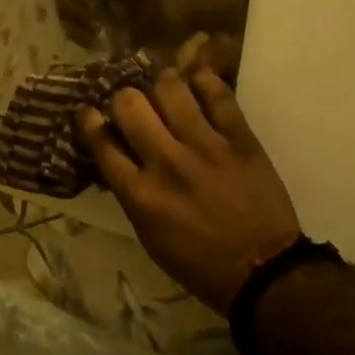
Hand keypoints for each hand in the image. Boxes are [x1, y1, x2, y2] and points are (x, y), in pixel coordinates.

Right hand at [77, 69, 299, 313]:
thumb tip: (118, 154)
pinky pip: (218, 94)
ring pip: (170, 88)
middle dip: (124, 99)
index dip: (90, 120)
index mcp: (140, 194)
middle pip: (129, 104)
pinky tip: (198, 85)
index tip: (90, 113)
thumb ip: (131, 191)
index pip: (101, 141)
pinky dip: (203, 83)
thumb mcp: (149, 235)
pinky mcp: (240, 139)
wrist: (264, 271)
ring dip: (162, 85)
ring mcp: (205, 147)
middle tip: (133, 105)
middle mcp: (166, 163)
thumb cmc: (199, 262)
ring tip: (166, 92)